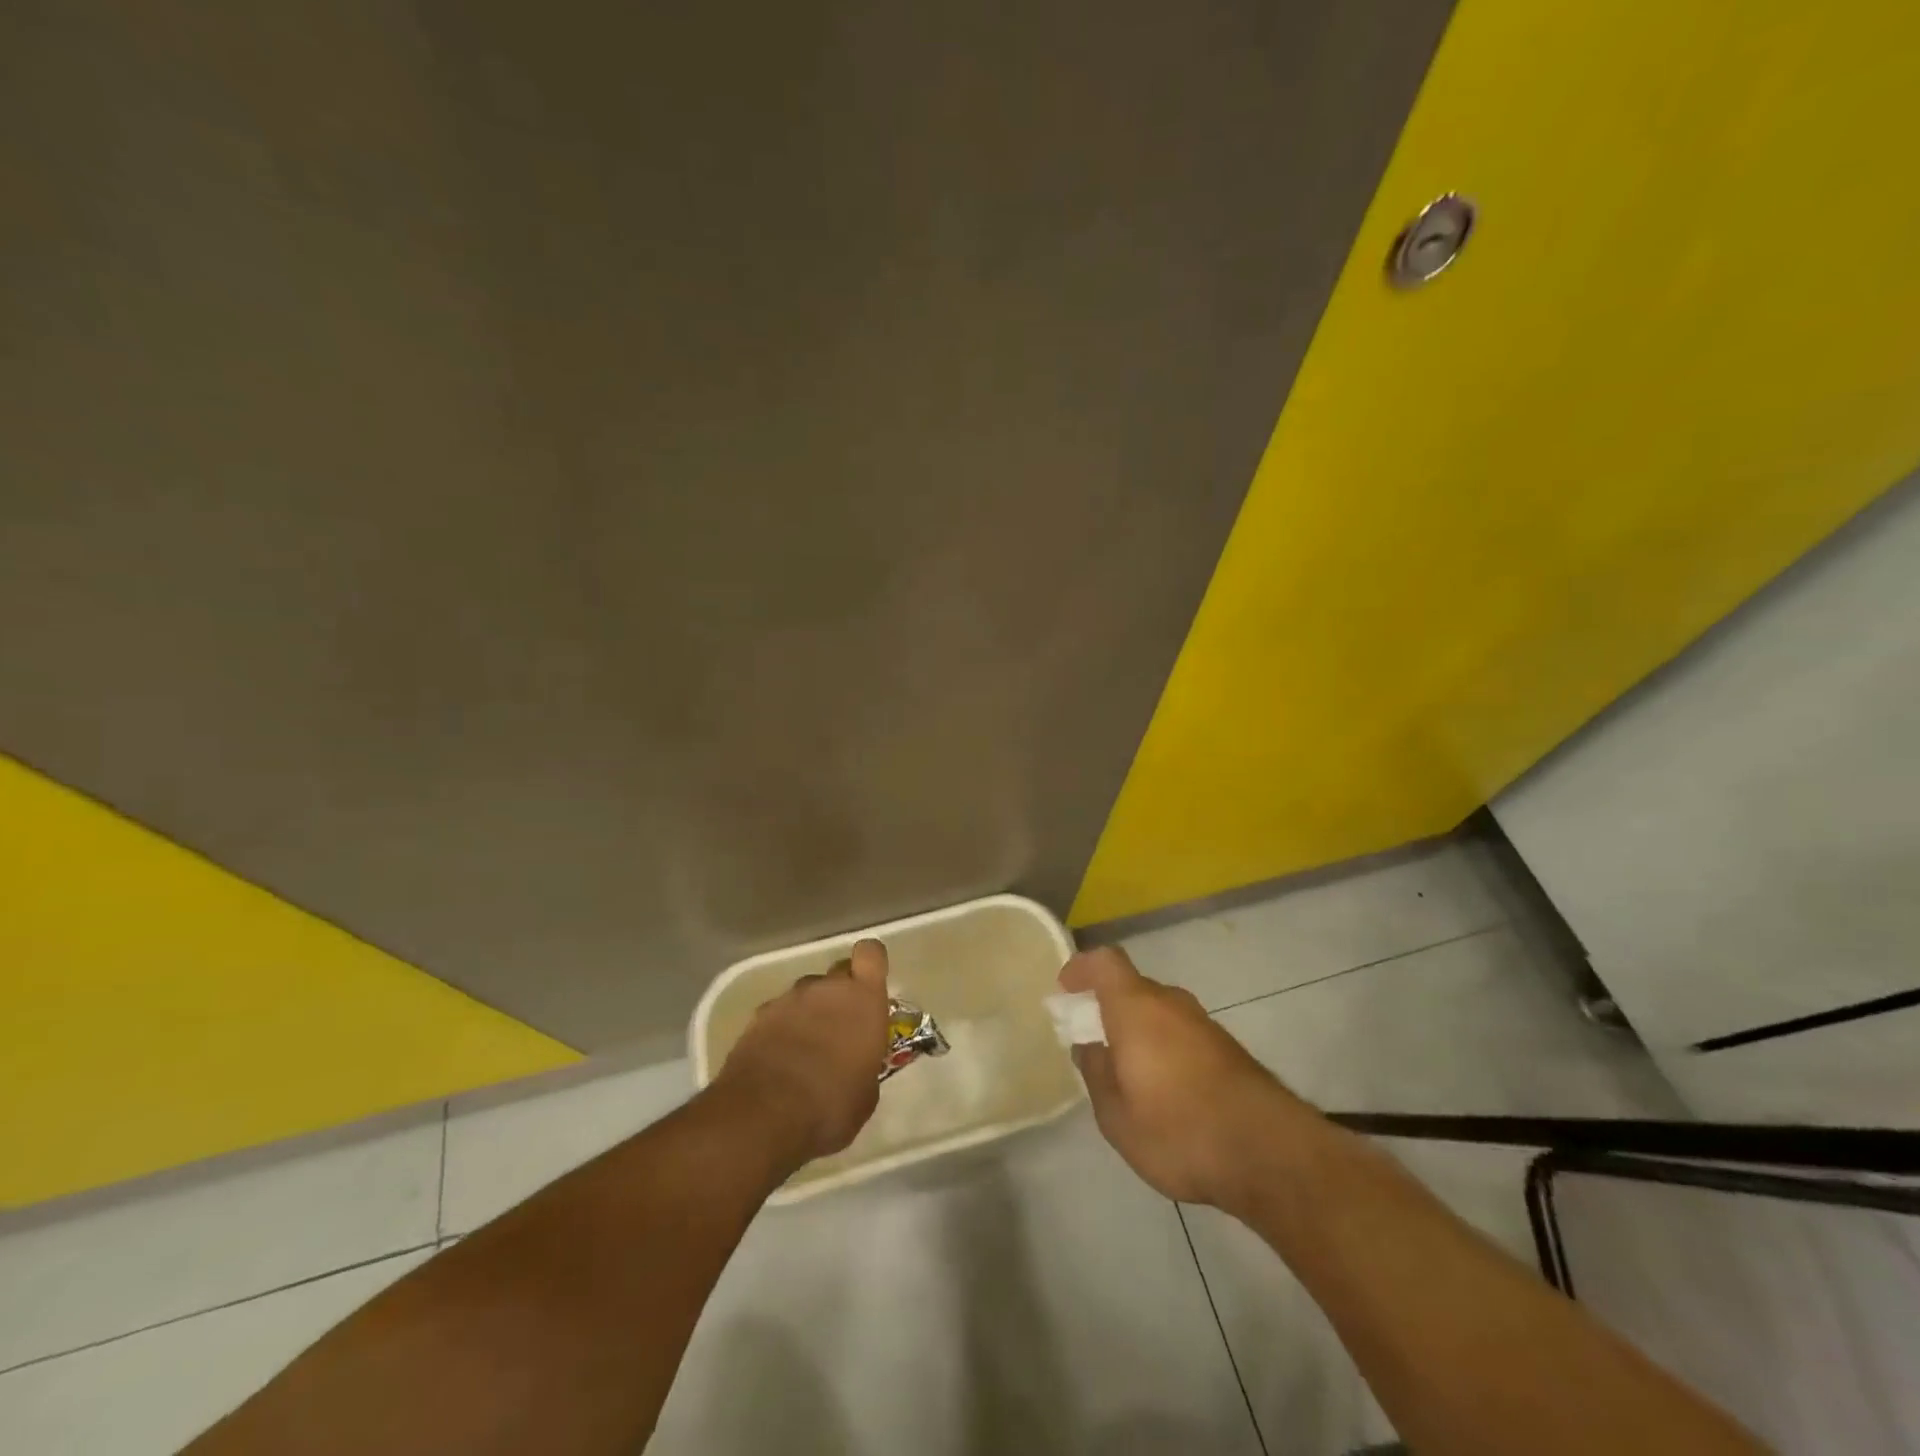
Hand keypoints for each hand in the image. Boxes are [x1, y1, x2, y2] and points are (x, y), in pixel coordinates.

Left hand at [715, 939, 891, 1171]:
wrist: (763, 1115)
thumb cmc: (830, 1106)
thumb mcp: (866, 1094)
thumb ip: (864, 1063)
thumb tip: (856, 1064)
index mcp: (863, 999)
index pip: (871, 953)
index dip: (871, 964)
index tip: (869, 986)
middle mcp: (826, 988)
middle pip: (837, 973)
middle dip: (840, 995)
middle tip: (838, 1030)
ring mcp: (789, 999)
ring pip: (806, 995)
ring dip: (809, 1014)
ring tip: (804, 1054)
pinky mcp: (757, 1016)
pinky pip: (778, 1014)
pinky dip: (780, 1030)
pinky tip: (778, 1062)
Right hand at [1062, 946, 1317, 1213]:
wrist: (1268, 1153)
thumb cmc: (1177, 1129)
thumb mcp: (1116, 1115)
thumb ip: (1096, 1073)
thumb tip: (1089, 1046)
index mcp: (1136, 1007)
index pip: (1105, 962)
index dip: (1082, 968)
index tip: (1066, 990)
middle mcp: (1171, 1003)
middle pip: (1133, 987)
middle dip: (1109, 1007)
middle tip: (1094, 1043)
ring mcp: (1204, 1024)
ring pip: (1160, 1012)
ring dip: (1139, 1030)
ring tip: (1128, 1074)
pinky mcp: (1228, 1049)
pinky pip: (1182, 1033)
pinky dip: (1165, 1048)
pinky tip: (1166, 1091)